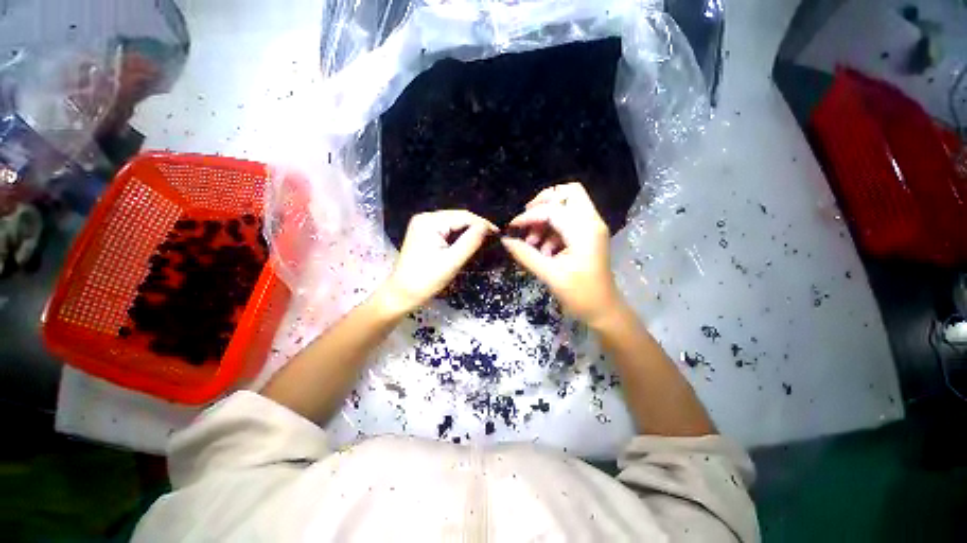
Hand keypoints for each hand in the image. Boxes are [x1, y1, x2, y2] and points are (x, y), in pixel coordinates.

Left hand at [380, 210, 497, 314]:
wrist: (402, 293)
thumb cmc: (426, 280)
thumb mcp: (452, 262)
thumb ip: (470, 242)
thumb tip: (486, 227)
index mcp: (429, 222)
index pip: (463, 216)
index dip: (482, 224)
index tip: (498, 233)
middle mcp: (425, 217)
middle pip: (457, 217)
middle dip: (476, 227)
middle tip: (493, 238)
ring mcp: (423, 225)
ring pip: (453, 223)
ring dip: (468, 231)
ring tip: (484, 240)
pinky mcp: (424, 233)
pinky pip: (446, 229)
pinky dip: (458, 235)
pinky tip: (467, 242)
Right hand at [501, 182, 621, 324]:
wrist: (604, 310)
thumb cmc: (579, 295)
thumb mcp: (549, 275)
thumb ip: (525, 254)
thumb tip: (505, 240)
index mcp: (584, 230)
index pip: (552, 210)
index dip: (528, 216)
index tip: (511, 227)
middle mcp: (591, 222)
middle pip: (569, 192)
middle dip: (544, 201)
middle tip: (527, 218)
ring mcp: (592, 227)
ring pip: (568, 205)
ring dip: (547, 218)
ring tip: (533, 242)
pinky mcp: (589, 235)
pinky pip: (569, 220)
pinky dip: (553, 228)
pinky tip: (543, 249)